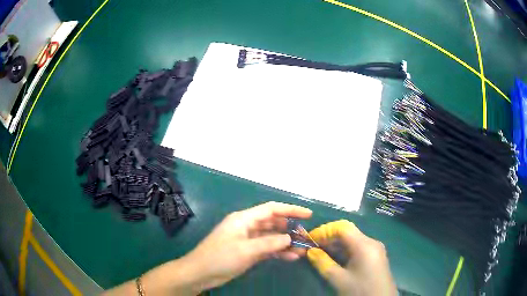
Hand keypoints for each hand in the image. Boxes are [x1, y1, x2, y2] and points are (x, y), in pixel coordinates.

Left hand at [181, 201, 311, 292]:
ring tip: (302, 250)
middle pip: (273, 223)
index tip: (308, 214)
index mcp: (244, 219)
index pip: (271, 209)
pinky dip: (278, 252)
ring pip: (272, 237)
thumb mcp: (246, 250)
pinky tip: (291, 257)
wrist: (201, 273)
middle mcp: (247, 226)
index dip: (290, 209)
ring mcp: (248, 240)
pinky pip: (267, 249)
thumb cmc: (220, 257)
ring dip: (286, 243)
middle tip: (306, 237)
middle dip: (290, 229)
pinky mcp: (248, 251)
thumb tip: (290, 238)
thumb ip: (270, 243)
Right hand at [306, 220, 396, 295]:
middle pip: (348, 232)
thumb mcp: (339, 280)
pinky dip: (344, 251)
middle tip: (311, 247)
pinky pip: (357, 248)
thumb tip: (310, 251)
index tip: (309, 239)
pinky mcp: (375, 257)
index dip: (324, 230)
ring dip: (335, 245)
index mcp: (364, 245)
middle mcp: (371, 242)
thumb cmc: (361, 291)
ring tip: (319, 253)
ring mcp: (374, 250)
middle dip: (328, 237)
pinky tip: (334, 259)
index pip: (342, 227)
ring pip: (352, 240)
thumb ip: (323, 263)